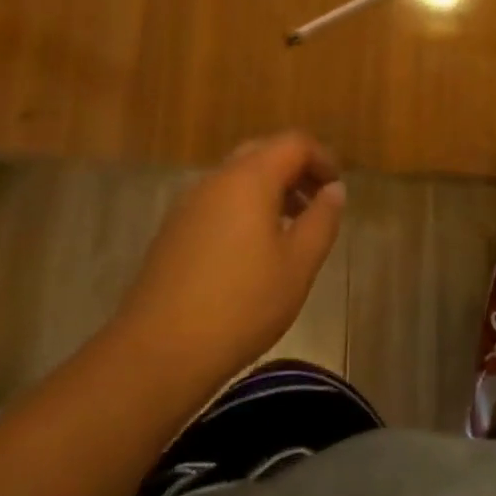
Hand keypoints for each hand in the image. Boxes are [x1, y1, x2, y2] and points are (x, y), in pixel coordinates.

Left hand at [116, 132, 345, 399]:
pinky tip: (253, 249)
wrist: (158, 352)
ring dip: (269, 189)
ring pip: (238, 176)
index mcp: (250, 178)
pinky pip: (218, 200)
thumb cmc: (241, 304)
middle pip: (263, 152)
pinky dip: (244, 206)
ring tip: (291, 228)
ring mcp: (189, 203)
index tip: (337, 187)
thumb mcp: (298, 265)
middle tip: (317, 202)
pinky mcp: (173, 230)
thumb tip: (334, 189)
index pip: (294, 143)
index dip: (322, 158)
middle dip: (295, 169)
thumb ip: (322, 220)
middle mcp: (217, 179)